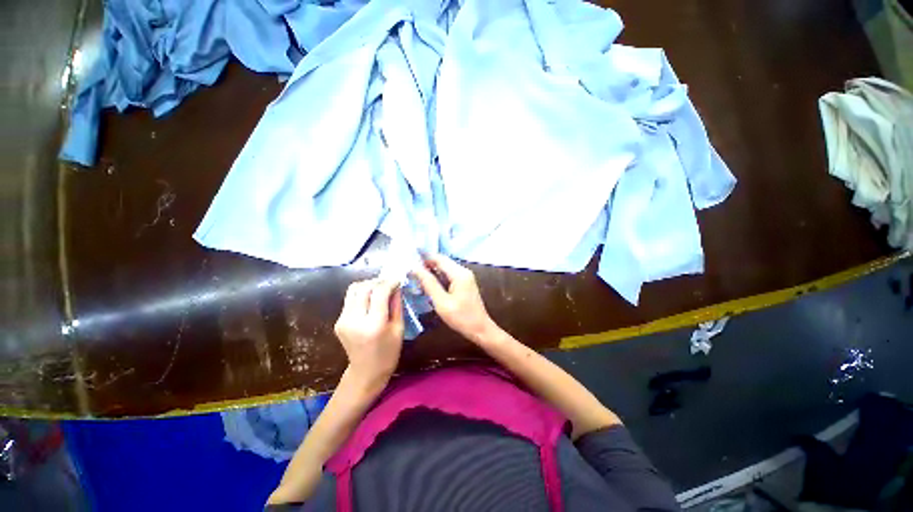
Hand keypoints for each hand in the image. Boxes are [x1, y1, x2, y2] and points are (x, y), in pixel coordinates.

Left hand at [334, 279, 403, 392]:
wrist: (366, 372)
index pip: (379, 292)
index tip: (398, 279)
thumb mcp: (399, 328)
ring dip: (368, 285)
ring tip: (380, 288)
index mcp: (373, 325)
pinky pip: (350, 299)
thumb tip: (396, 285)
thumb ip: (396, 304)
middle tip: (390, 283)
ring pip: (354, 289)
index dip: (389, 282)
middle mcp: (354, 320)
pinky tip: (371, 299)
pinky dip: (362, 294)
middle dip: (379, 281)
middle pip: (364, 287)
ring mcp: (343, 320)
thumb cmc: (388, 353)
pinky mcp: (338, 321)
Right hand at [411, 255, 495, 342]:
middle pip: (442, 262)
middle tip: (410, 269)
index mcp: (459, 273)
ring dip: (432, 270)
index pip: (439, 258)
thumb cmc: (461, 317)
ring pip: (445, 268)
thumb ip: (429, 284)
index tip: (409, 259)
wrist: (480, 329)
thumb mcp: (442, 302)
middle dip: (427, 263)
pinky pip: (449, 275)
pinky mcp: (465, 283)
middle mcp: (463, 271)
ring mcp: (465, 277)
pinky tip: (429, 283)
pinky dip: (438, 276)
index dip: (424, 257)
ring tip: (416, 275)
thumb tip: (415, 268)